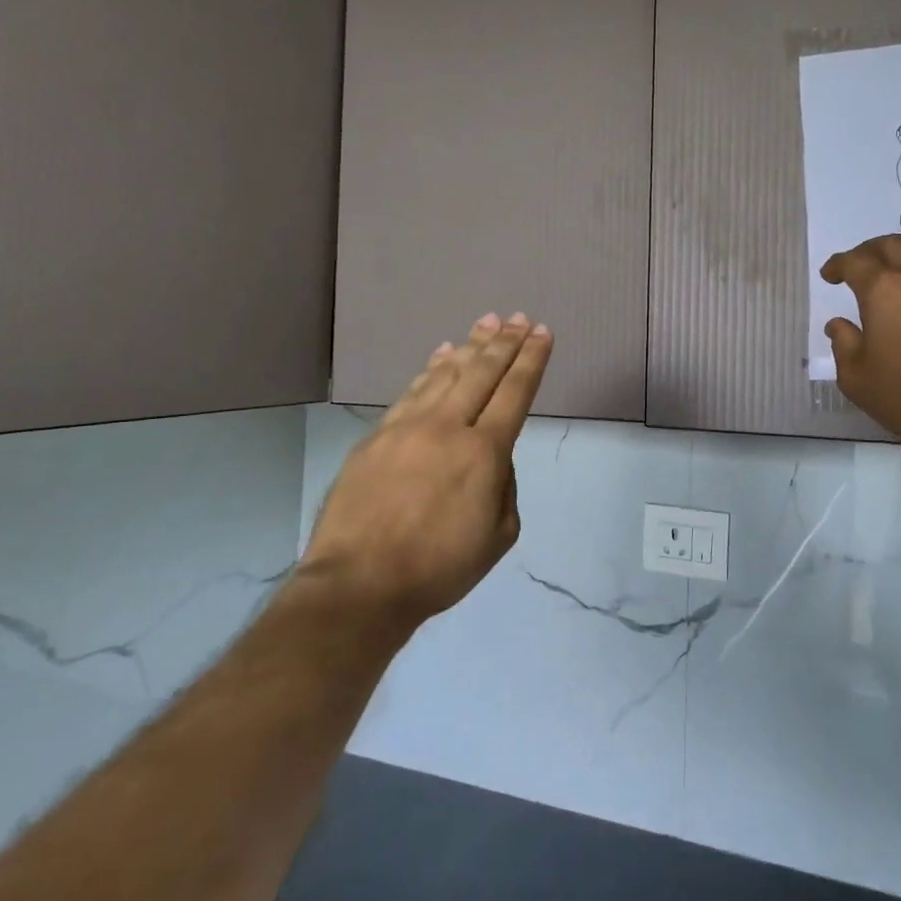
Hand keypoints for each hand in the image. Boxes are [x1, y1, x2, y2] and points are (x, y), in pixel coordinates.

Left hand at [301, 312, 552, 633]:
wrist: (358, 584)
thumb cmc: (438, 568)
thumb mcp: (498, 537)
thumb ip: (505, 488)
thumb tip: (492, 460)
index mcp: (484, 452)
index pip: (515, 392)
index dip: (531, 360)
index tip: (541, 332)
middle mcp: (448, 427)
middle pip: (482, 372)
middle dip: (504, 342)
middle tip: (518, 317)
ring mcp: (408, 427)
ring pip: (446, 374)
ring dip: (470, 346)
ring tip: (486, 323)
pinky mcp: (377, 436)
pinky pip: (411, 391)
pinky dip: (431, 369)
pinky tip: (442, 354)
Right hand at [820, 235, 900, 468]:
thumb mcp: (859, 381)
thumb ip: (844, 346)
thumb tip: (839, 325)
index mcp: (884, 290)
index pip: (854, 261)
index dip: (838, 264)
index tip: (829, 274)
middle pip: (892, 245)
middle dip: (870, 252)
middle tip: (860, 267)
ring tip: (899, 276)